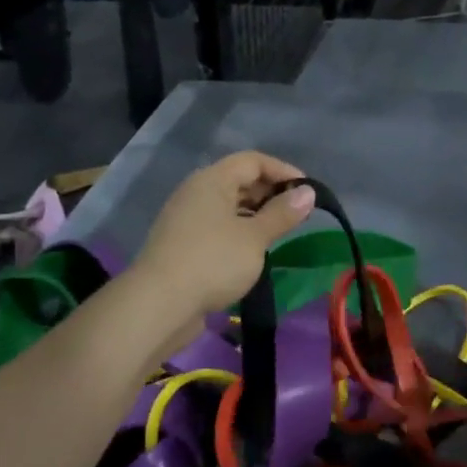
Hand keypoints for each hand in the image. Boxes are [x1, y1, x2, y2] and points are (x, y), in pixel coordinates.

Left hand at [133, 152, 314, 321]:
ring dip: (255, 215)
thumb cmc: (213, 262)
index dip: (282, 170)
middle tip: (297, 214)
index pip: (253, 160)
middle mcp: (195, 192)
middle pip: (238, 180)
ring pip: (227, 206)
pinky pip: (217, 227)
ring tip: (279, 234)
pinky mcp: (182, 245)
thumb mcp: (255, 237)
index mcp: (211, 180)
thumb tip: (308, 192)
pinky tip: (252, 252)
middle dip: (270, 193)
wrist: (158, 305)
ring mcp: (185, 219)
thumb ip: (282, 214)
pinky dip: (239, 232)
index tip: (307, 191)